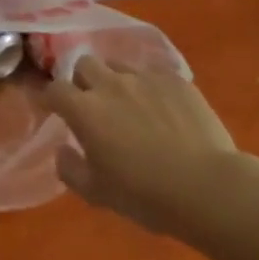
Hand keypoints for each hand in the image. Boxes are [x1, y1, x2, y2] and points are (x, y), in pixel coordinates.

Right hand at [45, 58, 252, 238]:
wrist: (207, 187)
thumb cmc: (145, 195)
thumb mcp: (97, 194)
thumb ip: (70, 169)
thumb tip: (63, 150)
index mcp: (85, 110)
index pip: (54, 89)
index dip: (51, 98)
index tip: (54, 109)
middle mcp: (110, 84)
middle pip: (84, 64)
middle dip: (82, 80)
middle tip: (92, 103)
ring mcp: (145, 78)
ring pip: (119, 65)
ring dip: (115, 79)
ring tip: (129, 103)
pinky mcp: (176, 80)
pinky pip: (154, 74)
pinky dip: (149, 87)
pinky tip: (162, 109)